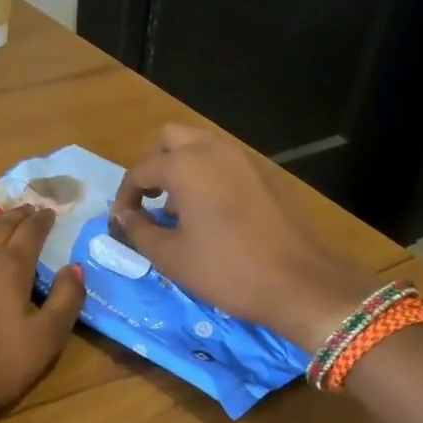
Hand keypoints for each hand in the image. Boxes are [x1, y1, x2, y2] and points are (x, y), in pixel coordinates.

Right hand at [111, 124, 374, 348]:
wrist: (300, 284)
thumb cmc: (226, 270)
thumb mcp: (170, 256)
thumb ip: (138, 229)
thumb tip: (123, 215)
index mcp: (185, 166)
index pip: (140, 170)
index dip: (124, 196)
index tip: (121, 220)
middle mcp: (213, 151)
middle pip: (170, 139)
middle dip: (154, 165)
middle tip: (149, 200)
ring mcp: (244, 160)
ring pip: (200, 147)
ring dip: (181, 168)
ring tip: (178, 210)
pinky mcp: (265, 175)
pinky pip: (224, 163)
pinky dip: (208, 176)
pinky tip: (210, 215)